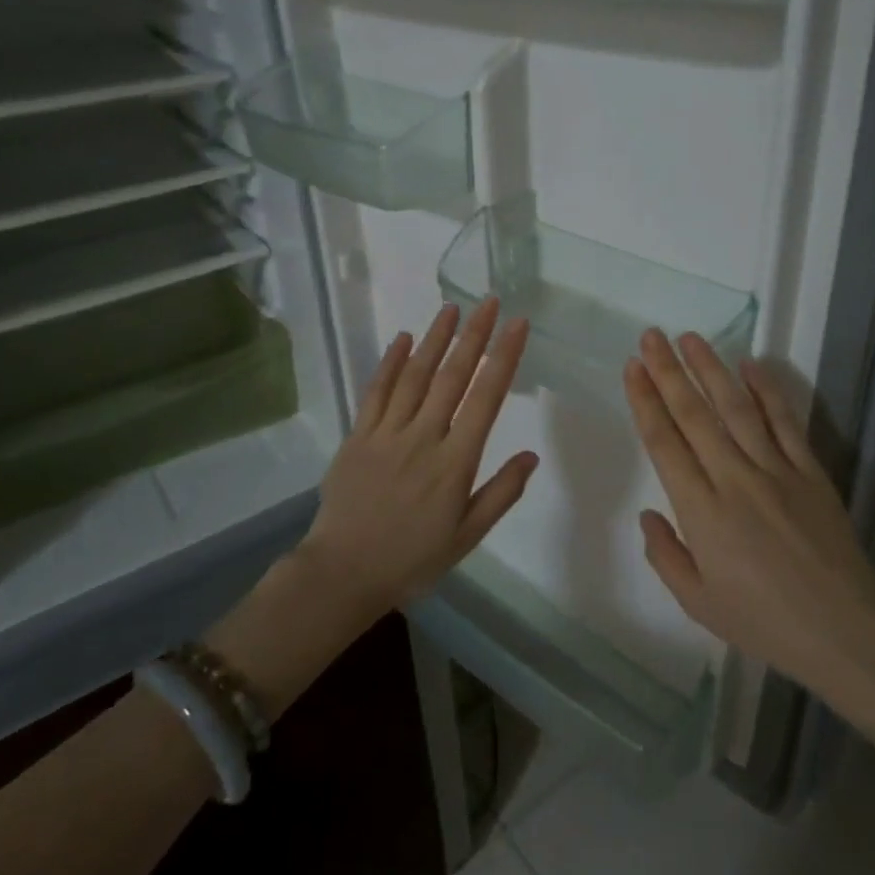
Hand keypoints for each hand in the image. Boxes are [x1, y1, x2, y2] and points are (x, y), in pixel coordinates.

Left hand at [302, 298, 537, 611]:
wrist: (343, 573)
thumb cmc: (412, 558)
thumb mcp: (467, 536)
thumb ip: (501, 493)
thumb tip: (532, 455)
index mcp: (454, 462)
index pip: (485, 398)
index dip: (503, 358)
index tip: (517, 326)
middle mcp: (423, 437)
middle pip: (452, 376)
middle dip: (474, 335)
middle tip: (489, 301)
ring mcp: (386, 433)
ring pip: (415, 376)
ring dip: (435, 338)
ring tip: (452, 308)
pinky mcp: (358, 436)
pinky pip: (376, 392)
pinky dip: (390, 363)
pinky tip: (402, 339)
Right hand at [623, 328, 874, 693]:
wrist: (845, 629)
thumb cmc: (764, 621)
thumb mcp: (698, 603)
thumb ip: (665, 555)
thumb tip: (649, 513)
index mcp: (701, 511)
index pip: (664, 442)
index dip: (645, 401)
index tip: (632, 368)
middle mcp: (734, 479)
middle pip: (695, 414)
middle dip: (668, 371)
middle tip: (650, 336)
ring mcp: (776, 470)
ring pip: (737, 407)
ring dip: (711, 368)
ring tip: (690, 338)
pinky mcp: (810, 471)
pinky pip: (785, 422)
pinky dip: (767, 390)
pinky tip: (750, 364)